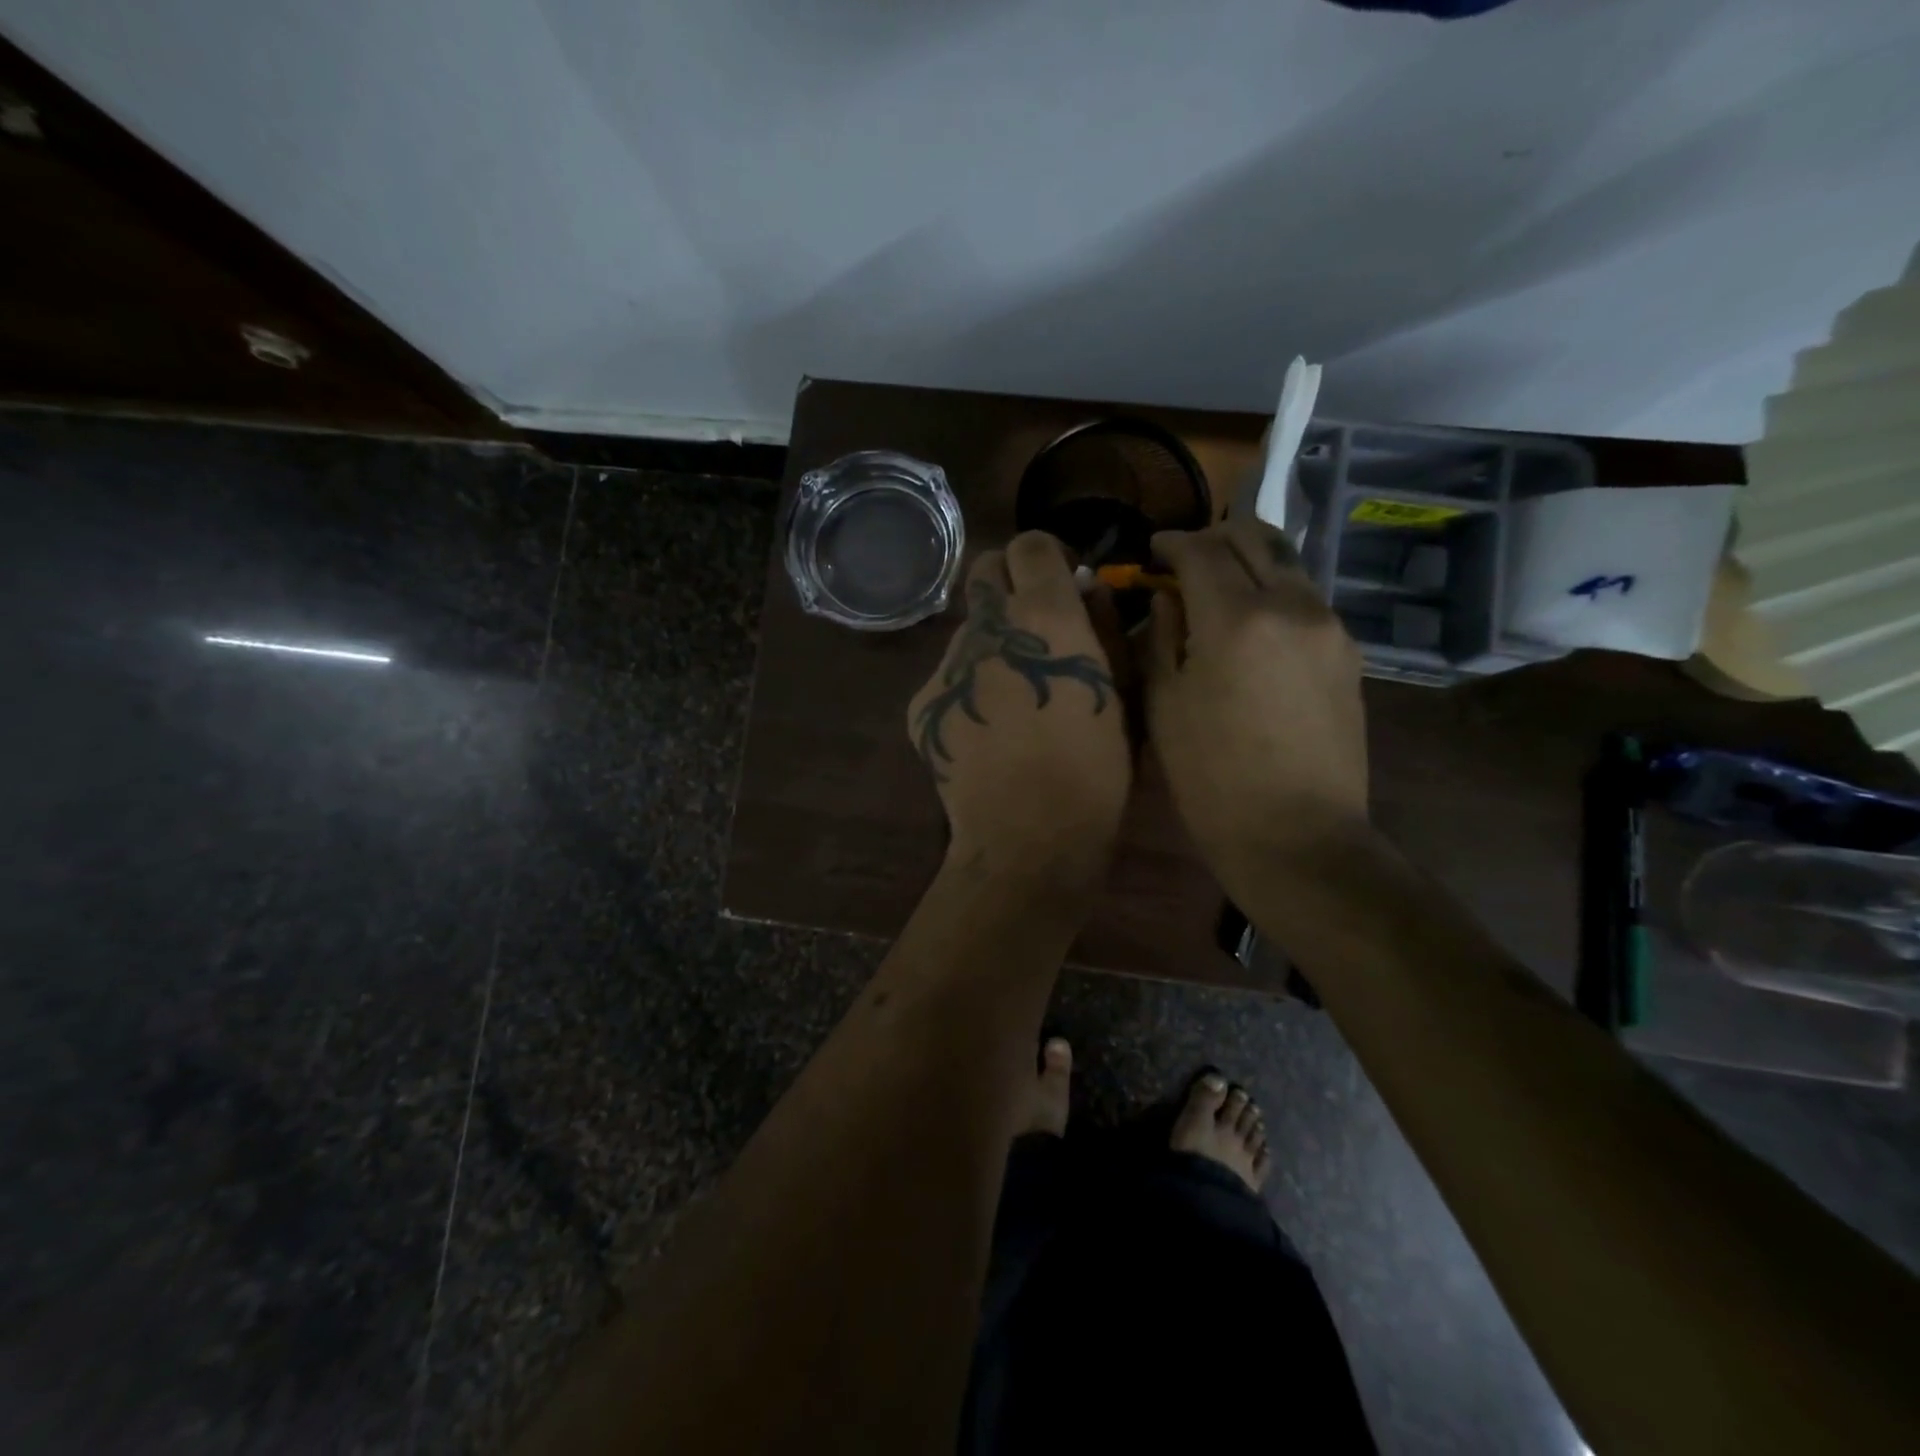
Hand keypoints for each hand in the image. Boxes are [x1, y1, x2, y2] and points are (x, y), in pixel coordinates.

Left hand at [908, 533, 1130, 891]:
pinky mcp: (923, 703)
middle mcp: (987, 627)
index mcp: (1044, 615)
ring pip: (966, 629)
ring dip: (991, 641)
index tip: (1062, 582)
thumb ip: (1106, 629)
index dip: (1047, 555)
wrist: (1028, 836)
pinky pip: (948, 677)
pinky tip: (987, 730)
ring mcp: (947, 665)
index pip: (1030, 544)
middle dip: (1008, 580)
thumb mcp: (1121, 693)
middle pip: (983, 569)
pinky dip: (969, 687)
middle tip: (1034, 622)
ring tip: (1013, 693)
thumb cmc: (1096, 769)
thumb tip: (1088, 590)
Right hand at [1141, 518, 1368, 899]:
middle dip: (1214, 537)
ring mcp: (1329, 626)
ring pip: (1288, 563)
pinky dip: (1274, 591)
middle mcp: (1291, 605)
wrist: (1297, 835)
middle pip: (1254, 538)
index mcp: (1236, 619)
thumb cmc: (1212, 778)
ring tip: (1220, 585)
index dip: (1172, 543)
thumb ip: (1161, 637)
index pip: (1201, 551)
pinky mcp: (1348, 652)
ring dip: (1249, 560)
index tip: (1152, 551)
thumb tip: (1167, 598)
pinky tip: (1254, 623)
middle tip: (1185, 558)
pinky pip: (1306, 598)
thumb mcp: (1165, 706)